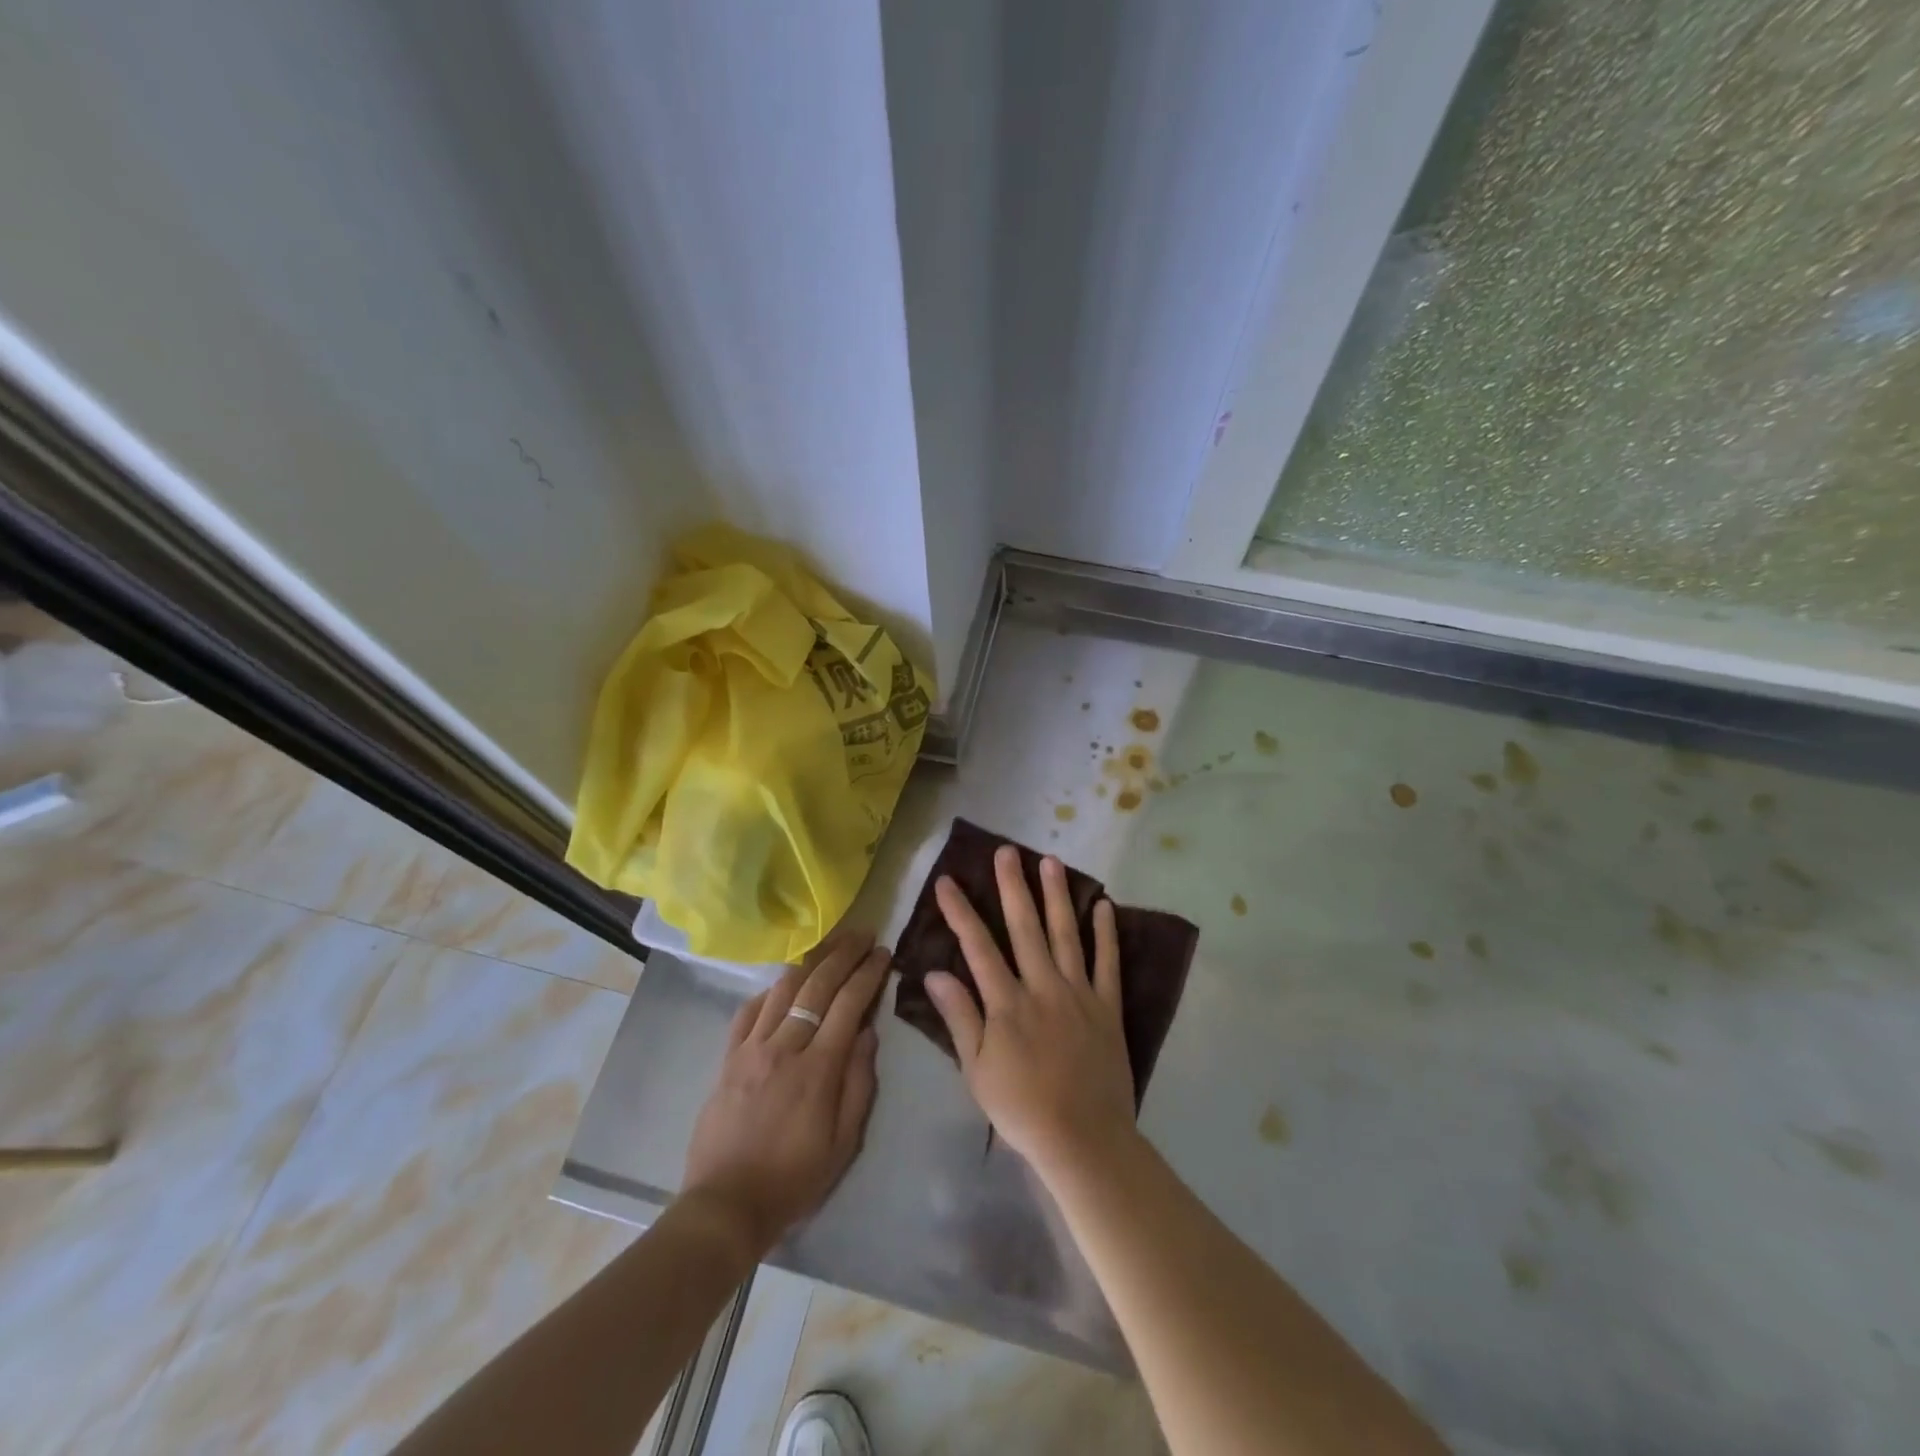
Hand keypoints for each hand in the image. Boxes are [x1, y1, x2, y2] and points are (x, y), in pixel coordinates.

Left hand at [681, 930, 888, 1258]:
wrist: (725, 1204)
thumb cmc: (795, 1178)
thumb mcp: (844, 1142)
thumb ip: (860, 1082)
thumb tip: (868, 1032)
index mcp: (818, 1068)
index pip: (849, 1003)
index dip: (868, 973)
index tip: (883, 953)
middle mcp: (784, 1046)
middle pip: (817, 985)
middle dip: (843, 953)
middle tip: (862, 934)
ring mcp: (751, 1048)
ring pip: (782, 989)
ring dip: (810, 961)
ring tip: (829, 945)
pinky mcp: (728, 1057)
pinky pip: (749, 1010)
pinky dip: (770, 990)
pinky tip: (783, 983)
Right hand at [924, 847, 1136, 1179]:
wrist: (1083, 1139)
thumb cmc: (1022, 1108)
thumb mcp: (977, 1070)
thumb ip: (959, 1018)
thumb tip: (934, 973)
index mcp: (1007, 1003)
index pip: (978, 947)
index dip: (960, 912)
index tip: (947, 881)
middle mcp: (1042, 987)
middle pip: (1024, 928)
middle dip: (1012, 886)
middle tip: (1006, 851)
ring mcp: (1079, 993)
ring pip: (1066, 934)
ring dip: (1056, 896)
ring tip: (1050, 861)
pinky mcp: (1108, 1007)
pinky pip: (1108, 963)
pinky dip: (1106, 933)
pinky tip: (1102, 905)